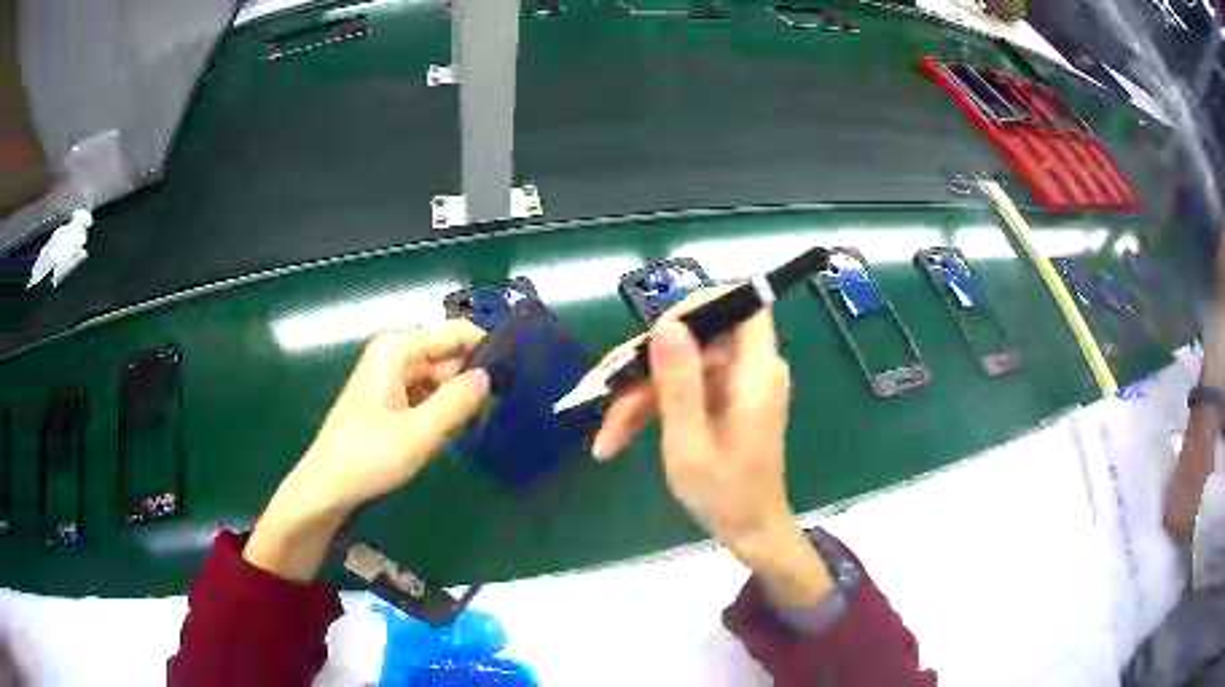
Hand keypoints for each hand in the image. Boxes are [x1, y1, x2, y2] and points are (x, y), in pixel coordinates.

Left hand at [244, 321, 489, 580]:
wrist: (328, 487)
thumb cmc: (369, 456)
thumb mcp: (420, 432)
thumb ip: (458, 401)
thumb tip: (489, 377)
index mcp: (397, 349)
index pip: (454, 332)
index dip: (485, 347)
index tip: (517, 371)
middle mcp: (394, 355)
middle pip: (447, 354)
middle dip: (473, 377)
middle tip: (507, 404)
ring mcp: (390, 378)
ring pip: (439, 377)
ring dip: (459, 398)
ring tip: (486, 420)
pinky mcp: (389, 400)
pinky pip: (426, 395)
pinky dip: (443, 409)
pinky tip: (457, 430)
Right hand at [592, 290, 832, 606]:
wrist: (750, 531)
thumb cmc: (726, 495)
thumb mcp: (690, 444)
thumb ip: (679, 384)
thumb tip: (666, 326)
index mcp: (755, 372)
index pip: (743, 303)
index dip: (700, 304)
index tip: (656, 335)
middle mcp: (749, 369)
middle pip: (695, 337)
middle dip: (646, 365)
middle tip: (604, 396)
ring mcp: (735, 384)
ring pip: (679, 364)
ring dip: (639, 395)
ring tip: (606, 437)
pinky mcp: (722, 399)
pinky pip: (683, 386)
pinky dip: (652, 407)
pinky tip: (618, 438)